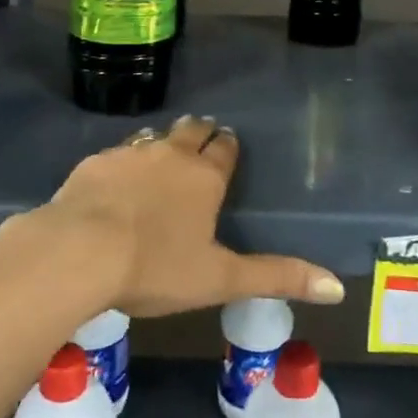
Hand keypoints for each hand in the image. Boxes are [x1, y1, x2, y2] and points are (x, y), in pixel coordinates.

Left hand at [37, 115, 343, 317]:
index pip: (225, 148)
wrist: (78, 251)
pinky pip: (118, 152)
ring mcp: (130, 154)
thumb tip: (338, 286)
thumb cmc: (156, 266)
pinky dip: (125, 159)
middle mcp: (171, 154)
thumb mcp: (220, 278)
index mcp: (204, 177)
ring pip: (153, 137)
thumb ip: (277, 277)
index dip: (229, 146)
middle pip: (191, 131)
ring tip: (164, 150)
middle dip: (200, 132)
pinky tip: (118, 175)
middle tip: (202, 136)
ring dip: (162, 142)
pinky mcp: (95, 162)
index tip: (230, 143)